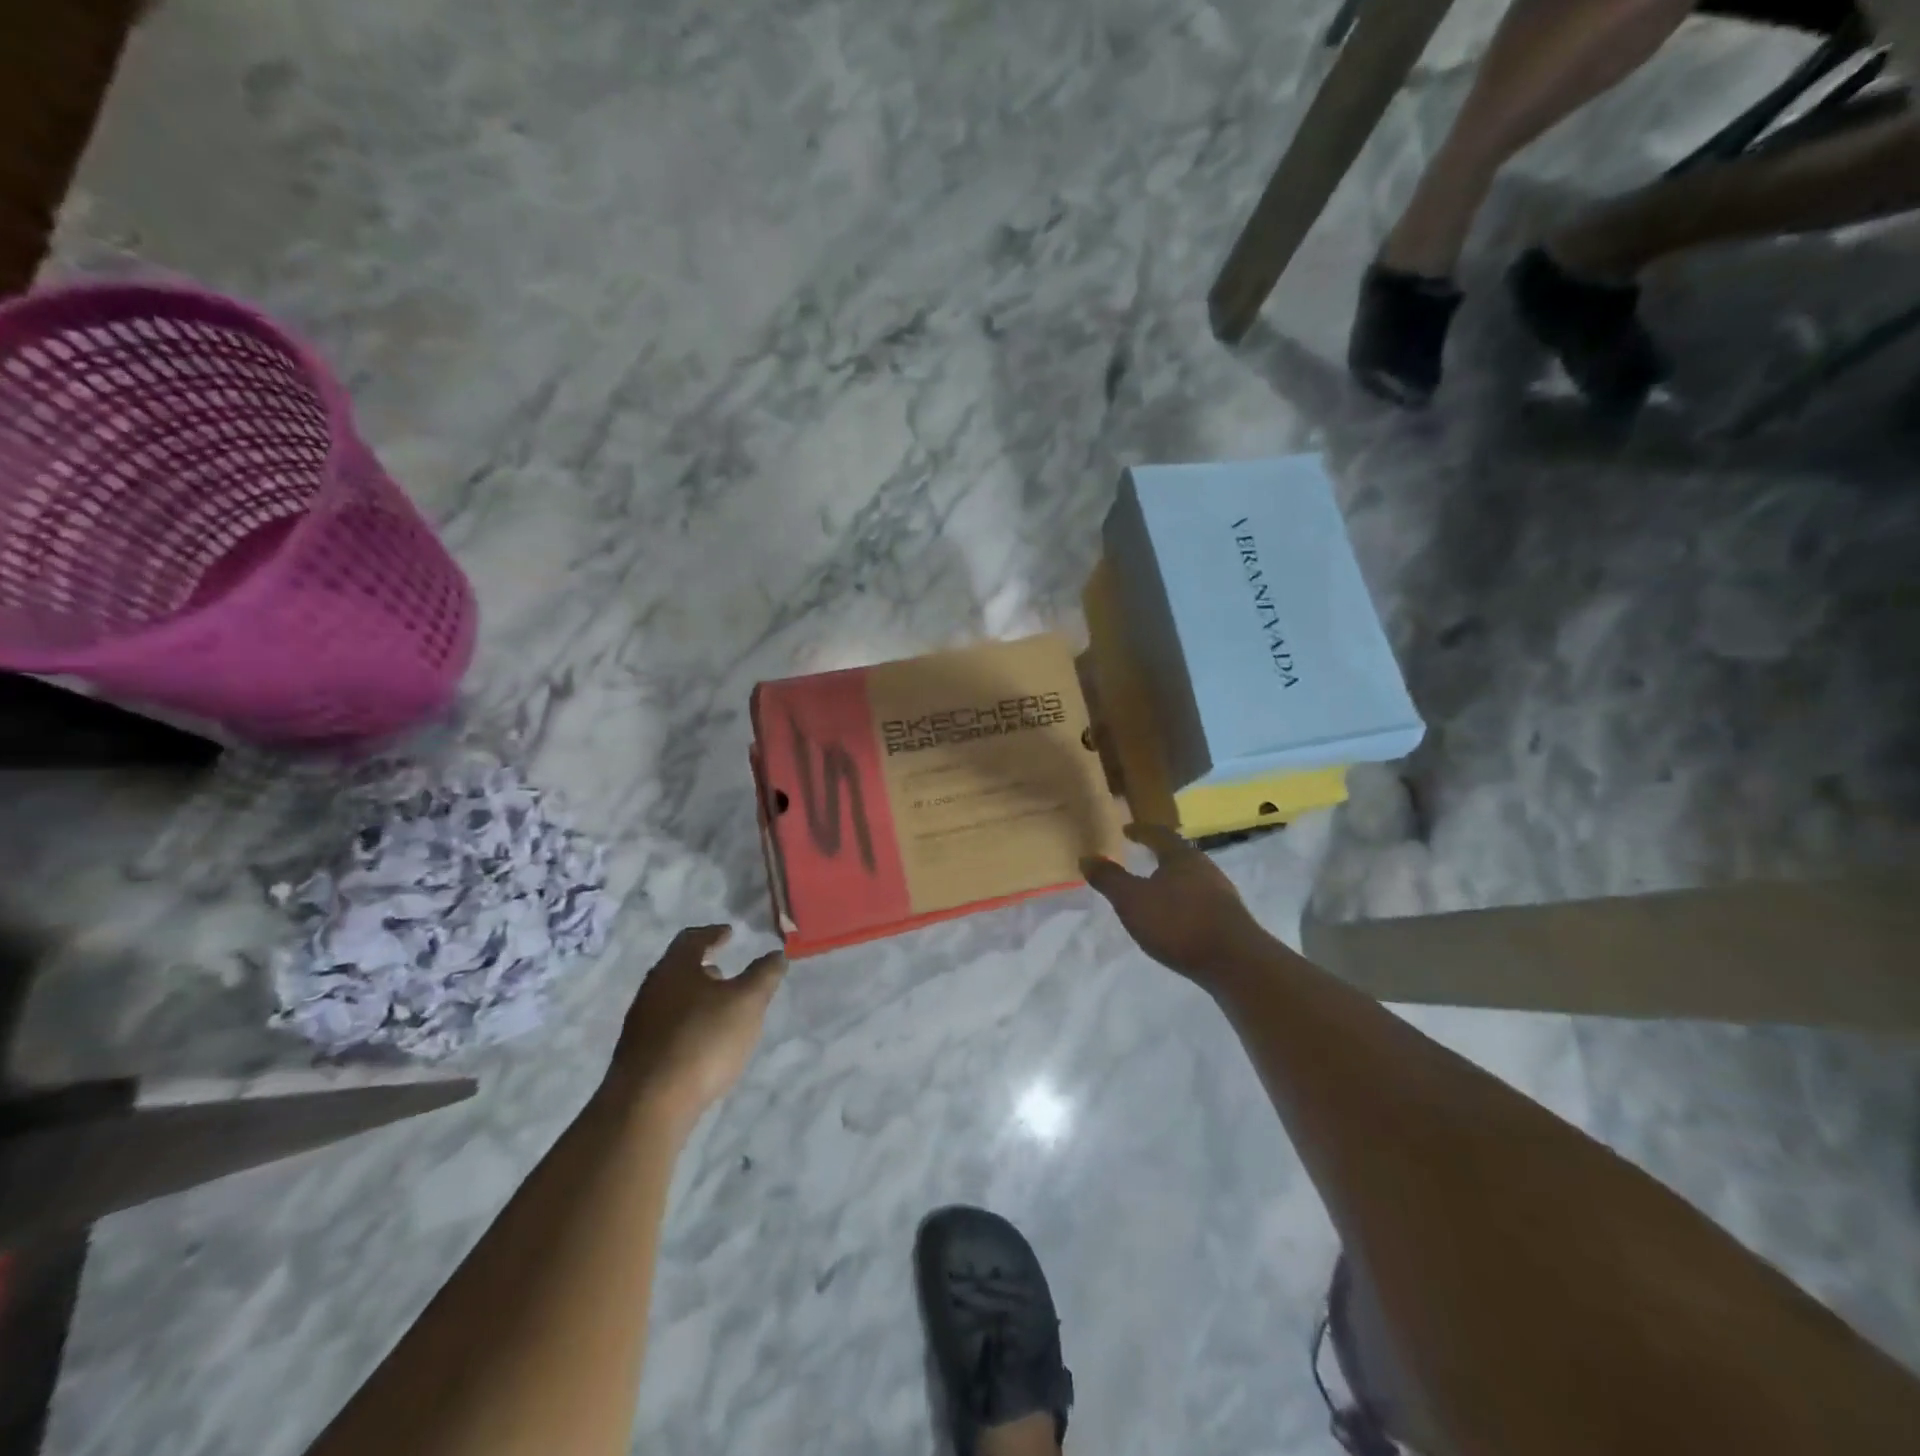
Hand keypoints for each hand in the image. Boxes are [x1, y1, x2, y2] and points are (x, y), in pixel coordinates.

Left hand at [608, 926, 787, 1128]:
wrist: (648, 1104)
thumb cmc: (703, 1040)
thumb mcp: (747, 1002)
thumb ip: (764, 975)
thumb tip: (776, 954)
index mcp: (675, 967)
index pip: (692, 938)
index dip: (713, 933)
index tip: (729, 933)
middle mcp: (652, 988)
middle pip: (678, 968)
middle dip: (702, 967)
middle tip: (725, 970)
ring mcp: (640, 1023)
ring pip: (671, 998)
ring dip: (694, 996)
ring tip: (718, 1008)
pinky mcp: (637, 1055)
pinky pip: (665, 1026)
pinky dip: (686, 1022)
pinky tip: (701, 1041)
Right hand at [1084, 823, 1267, 982]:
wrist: (1235, 962)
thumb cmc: (1178, 922)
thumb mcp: (1132, 900)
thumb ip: (1109, 879)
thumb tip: (1087, 857)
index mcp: (1181, 856)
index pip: (1159, 834)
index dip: (1141, 831)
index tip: (1127, 830)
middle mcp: (1205, 868)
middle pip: (1179, 854)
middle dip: (1159, 855)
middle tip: (1140, 856)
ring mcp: (1221, 893)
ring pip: (1191, 877)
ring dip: (1172, 879)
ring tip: (1155, 888)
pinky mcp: (1229, 918)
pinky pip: (1200, 899)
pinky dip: (1184, 901)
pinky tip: (1176, 917)